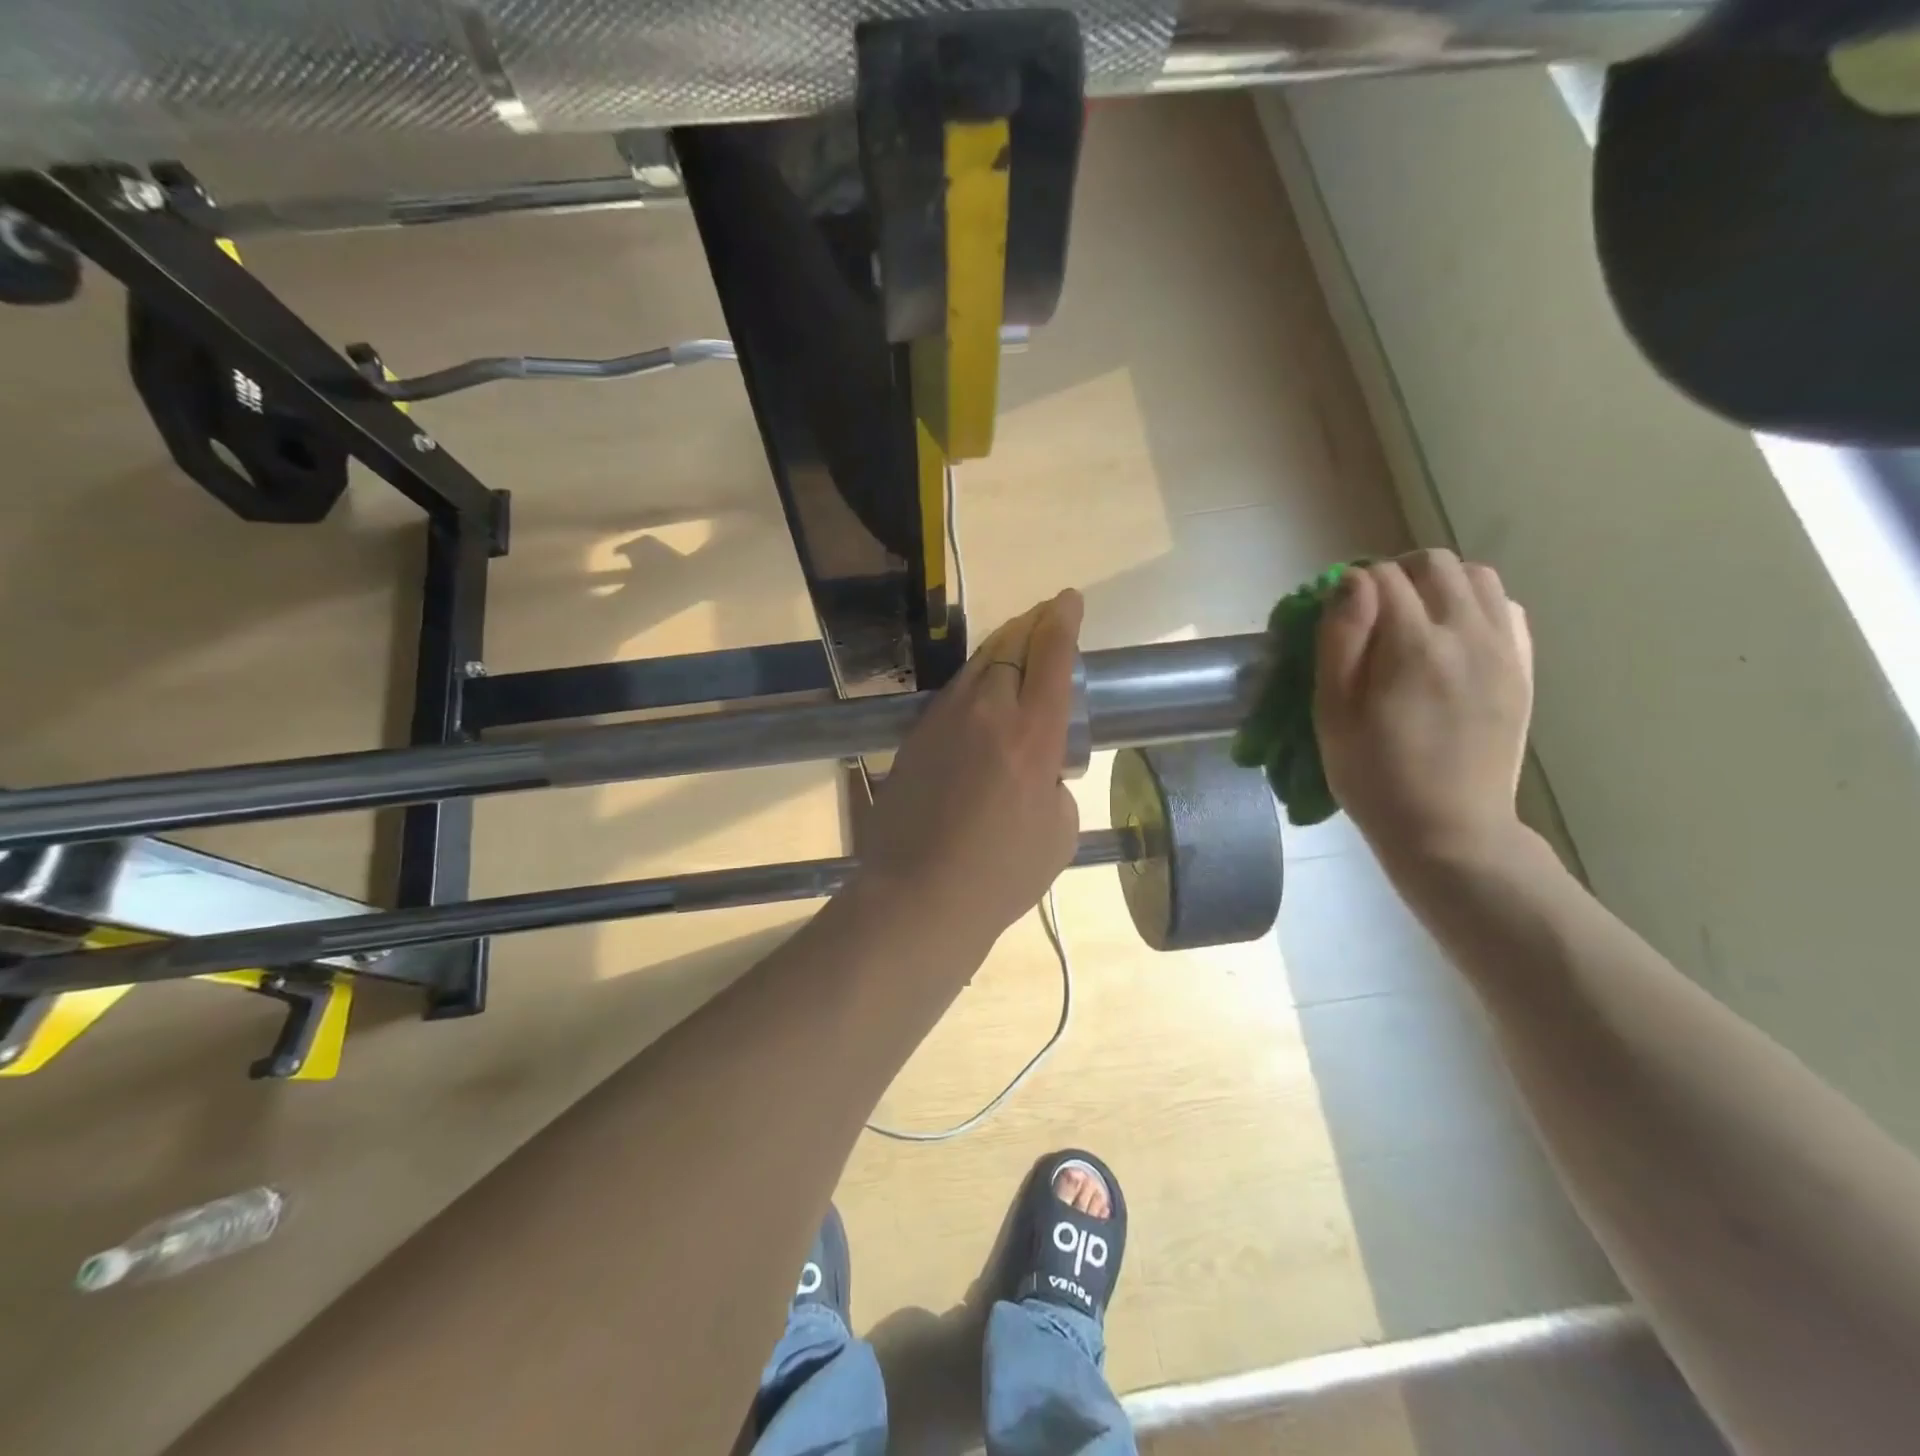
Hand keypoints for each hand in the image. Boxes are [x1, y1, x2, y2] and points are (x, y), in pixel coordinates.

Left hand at [852, 590, 1084, 950]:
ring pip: (975, 668)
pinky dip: (973, 688)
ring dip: (1000, 653)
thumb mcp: (1059, 832)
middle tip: (1045, 621)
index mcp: (1032, 734)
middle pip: (1009, 647)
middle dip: (1031, 626)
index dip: (1063, 620)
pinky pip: (951, 698)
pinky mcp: (913, 739)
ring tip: (1015, 654)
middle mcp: (985, 713)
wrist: (919, 896)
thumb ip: (1055, 784)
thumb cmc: (1001, 875)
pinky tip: (978, 704)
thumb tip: (1039, 770)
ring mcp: (941, 722)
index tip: (1069, 600)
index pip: (1051, 655)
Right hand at [1315, 551, 1532, 865]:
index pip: (1382, 577)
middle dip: (1397, 573)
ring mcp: (1504, 650)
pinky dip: (1476, 605)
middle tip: (1373, 609)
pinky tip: (1452, 636)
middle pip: (1435, 564)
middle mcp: (1467, 634)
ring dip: (1440, 584)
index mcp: (1413, 646)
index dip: (1352, 584)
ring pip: (1478, 578)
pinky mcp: (1522, 669)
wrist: (1449, 829)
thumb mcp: (1333, 713)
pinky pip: (1507, 608)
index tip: (1337, 612)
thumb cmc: (1374, 776)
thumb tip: (1350, 583)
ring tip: (1414, 618)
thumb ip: (1340, 640)